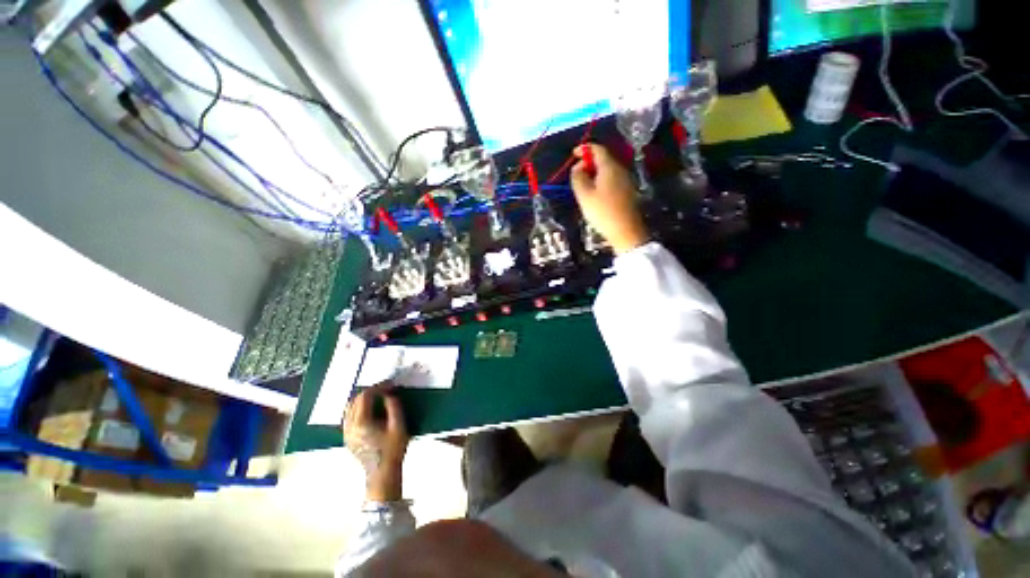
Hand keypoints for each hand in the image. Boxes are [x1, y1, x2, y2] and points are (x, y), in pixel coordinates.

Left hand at [343, 383, 408, 500]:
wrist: (382, 474)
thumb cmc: (393, 450)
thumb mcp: (399, 426)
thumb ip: (394, 406)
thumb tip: (389, 394)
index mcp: (362, 422)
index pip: (365, 396)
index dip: (379, 387)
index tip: (391, 384)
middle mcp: (350, 426)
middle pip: (355, 400)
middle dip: (370, 391)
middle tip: (385, 389)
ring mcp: (346, 433)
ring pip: (350, 408)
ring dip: (363, 399)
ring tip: (378, 397)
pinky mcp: (347, 438)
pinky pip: (349, 416)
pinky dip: (359, 408)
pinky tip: (371, 410)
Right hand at [570, 144, 649, 254]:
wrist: (626, 231)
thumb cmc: (602, 212)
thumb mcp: (584, 195)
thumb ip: (578, 177)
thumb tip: (578, 167)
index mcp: (609, 167)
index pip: (597, 149)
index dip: (584, 149)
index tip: (573, 153)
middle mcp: (620, 170)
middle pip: (603, 159)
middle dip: (588, 162)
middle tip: (576, 174)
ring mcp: (626, 181)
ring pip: (607, 170)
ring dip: (594, 173)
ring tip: (583, 186)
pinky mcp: (627, 192)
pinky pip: (612, 180)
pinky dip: (601, 181)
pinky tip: (595, 195)